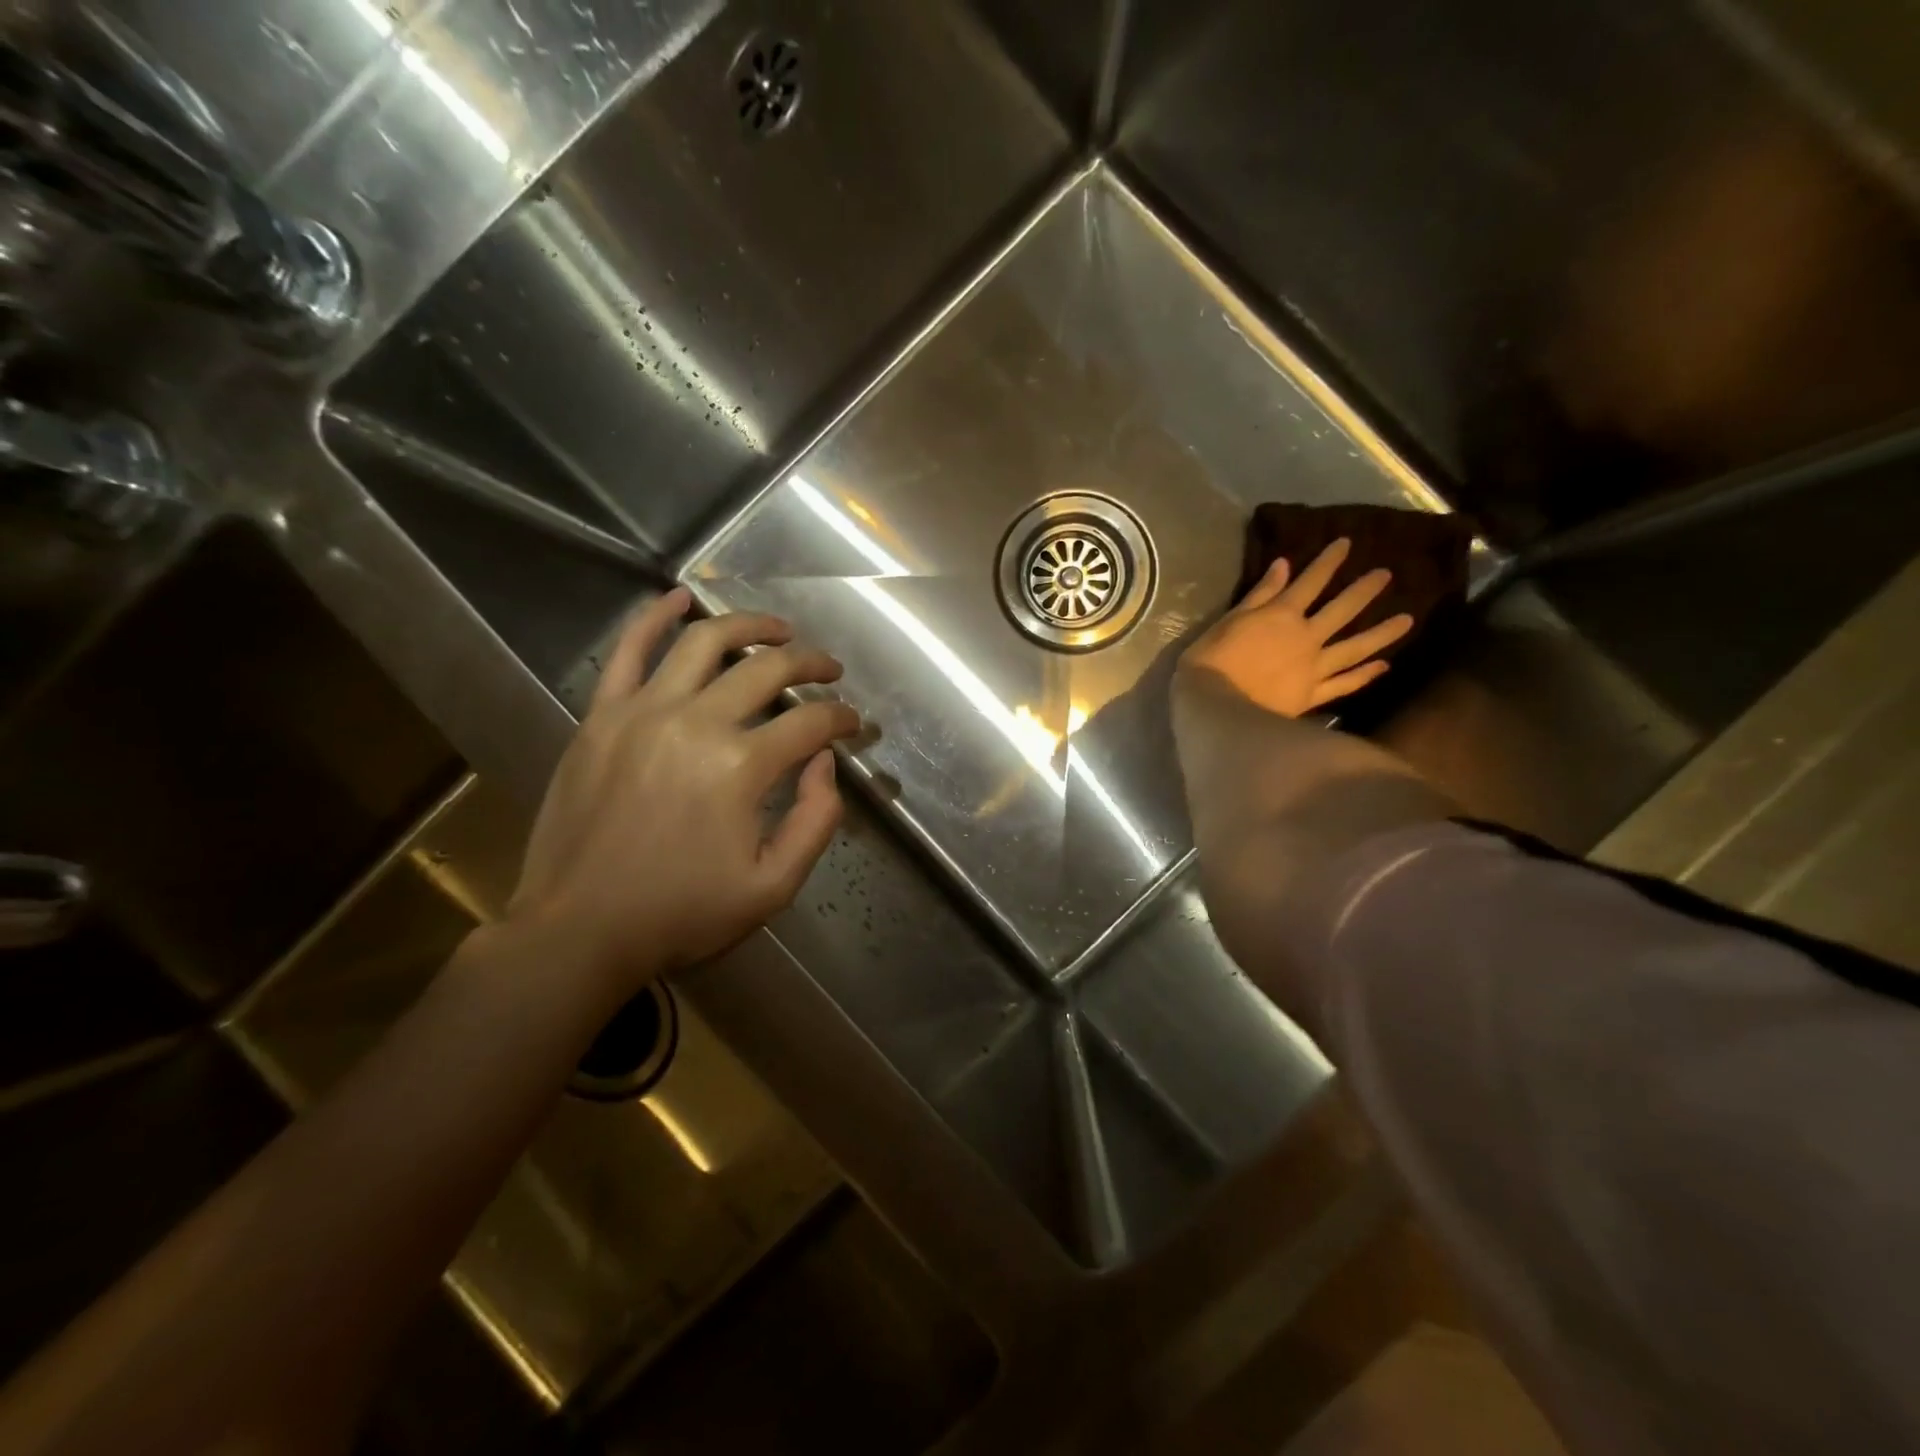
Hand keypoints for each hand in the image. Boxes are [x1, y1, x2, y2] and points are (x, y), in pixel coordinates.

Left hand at [506, 588, 860, 1000]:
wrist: (579, 930)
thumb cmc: (681, 913)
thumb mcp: (773, 887)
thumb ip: (817, 821)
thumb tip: (825, 762)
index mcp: (741, 767)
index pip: (811, 723)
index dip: (842, 719)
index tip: (853, 724)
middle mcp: (696, 722)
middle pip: (768, 669)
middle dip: (812, 664)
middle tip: (830, 669)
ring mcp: (643, 712)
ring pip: (706, 642)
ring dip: (751, 626)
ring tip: (779, 629)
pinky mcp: (602, 715)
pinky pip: (629, 650)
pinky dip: (656, 617)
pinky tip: (681, 598)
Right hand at [1179, 539, 1413, 717]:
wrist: (1217, 707)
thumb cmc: (1212, 661)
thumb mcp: (1229, 621)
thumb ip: (1260, 595)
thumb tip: (1284, 565)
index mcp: (1282, 615)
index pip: (1310, 581)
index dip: (1329, 561)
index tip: (1347, 544)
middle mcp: (1306, 637)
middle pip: (1342, 610)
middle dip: (1364, 590)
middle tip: (1387, 575)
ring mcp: (1314, 668)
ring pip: (1354, 648)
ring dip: (1381, 633)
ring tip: (1407, 620)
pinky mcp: (1312, 695)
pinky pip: (1344, 684)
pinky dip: (1363, 675)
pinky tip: (1382, 667)